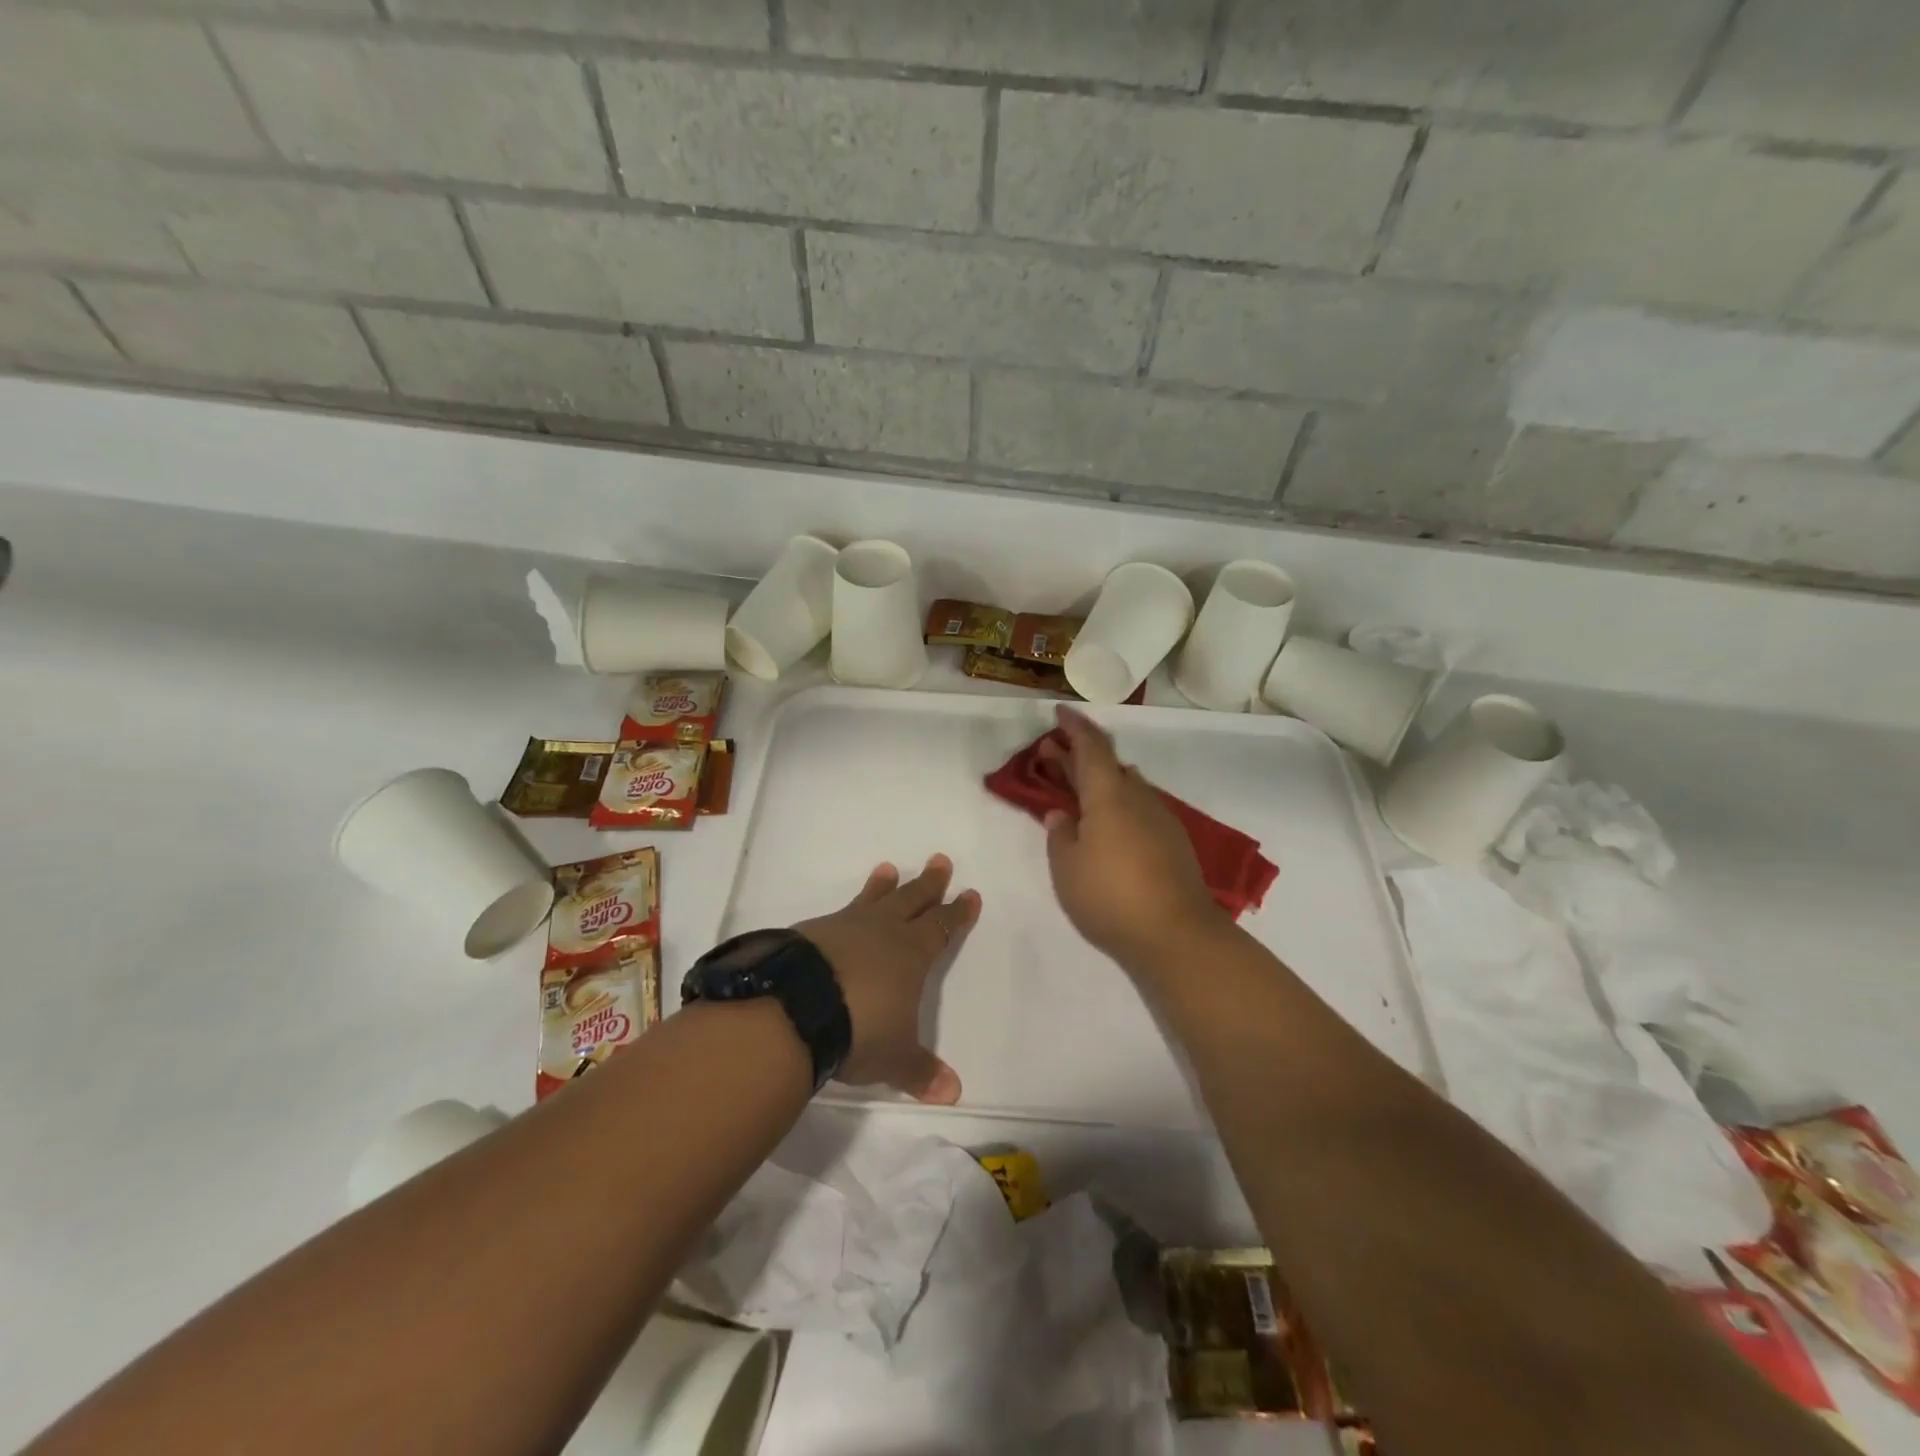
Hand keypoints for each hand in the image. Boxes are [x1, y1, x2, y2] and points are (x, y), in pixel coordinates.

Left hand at [792, 855, 979, 1103]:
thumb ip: (921, 1072)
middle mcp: (882, 932)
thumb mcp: (894, 1057)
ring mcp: (845, 927)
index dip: (957, 913)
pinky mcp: (812, 931)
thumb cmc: (859, 1029)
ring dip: (883, 886)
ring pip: (872, 899)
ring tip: (888, 869)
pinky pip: (838, 914)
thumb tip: (953, 1094)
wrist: (795, 1007)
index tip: (969, 894)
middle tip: (940, 861)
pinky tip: (839, 916)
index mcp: (911, 954)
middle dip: (929, 883)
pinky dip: (847, 910)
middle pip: (912, 900)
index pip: (942, 927)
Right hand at [1041, 705, 1226, 963]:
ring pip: (1126, 788)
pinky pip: (1139, 810)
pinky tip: (1106, 827)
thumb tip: (1061, 815)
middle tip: (1050, 754)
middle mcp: (1139, 798)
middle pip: (1108, 766)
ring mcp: (1161, 820)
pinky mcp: (1174, 844)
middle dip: (1078, 756)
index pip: (1092, 747)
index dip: (1075, 727)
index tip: (1060, 712)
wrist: (1176, 935)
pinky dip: (1117, 806)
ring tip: (1075, 793)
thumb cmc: (1110, 896)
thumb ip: (1060, 835)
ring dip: (1099, 783)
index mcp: (1109, 795)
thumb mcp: (1067, 867)